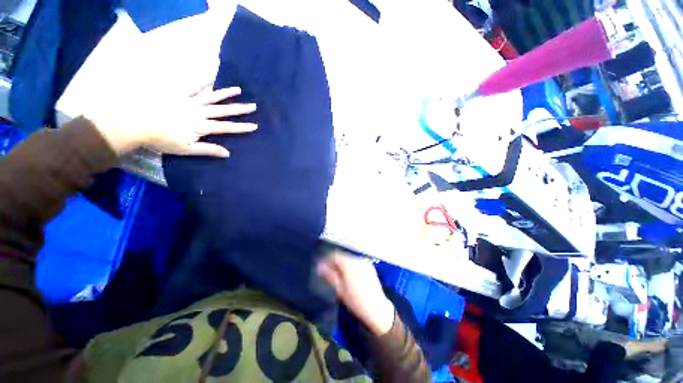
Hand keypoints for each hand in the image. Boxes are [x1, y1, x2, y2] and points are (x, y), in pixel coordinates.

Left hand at [87, 86, 256, 156]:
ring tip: (238, 90)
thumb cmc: (162, 139)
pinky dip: (202, 81)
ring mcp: (190, 102)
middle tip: (254, 106)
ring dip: (226, 93)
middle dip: (240, 109)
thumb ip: (208, 150)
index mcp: (202, 126)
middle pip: (224, 110)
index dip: (242, 127)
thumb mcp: (187, 149)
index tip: (255, 126)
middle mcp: (200, 112)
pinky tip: (210, 77)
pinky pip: (192, 87)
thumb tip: (228, 153)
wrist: (137, 123)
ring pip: (212, 97)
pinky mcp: (178, 95)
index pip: (227, 127)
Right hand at [317, 251, 394, 335]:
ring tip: (338, 274)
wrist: (376, 309)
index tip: (320, 267)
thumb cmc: (355, 301)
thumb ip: (329, 275)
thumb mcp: (339, 289)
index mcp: (349, 263)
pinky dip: (351, 266)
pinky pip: (357, 262)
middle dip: (335, 262)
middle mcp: (357, 259)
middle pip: (343, 256)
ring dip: (343, 263)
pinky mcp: (370, 266)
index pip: (335, 255)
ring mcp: (365, 262)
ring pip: (350, 259)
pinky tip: (349, 275)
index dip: (326, 260)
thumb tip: (320, 266)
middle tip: (328, 271)